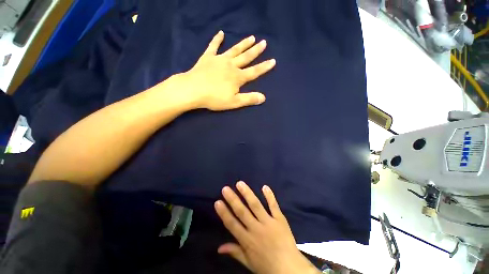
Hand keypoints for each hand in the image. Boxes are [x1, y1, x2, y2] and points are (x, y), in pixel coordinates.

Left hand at [178, 31, 275, 110]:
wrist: (193, 90)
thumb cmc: (215, 98)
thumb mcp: (234, 102)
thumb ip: (249, 99)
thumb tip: (263, 98)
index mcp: (238, 77)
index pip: (254, 71)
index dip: (264, 67)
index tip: (273, 61)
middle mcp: (231, 66)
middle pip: (246, 57)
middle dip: (256, 51)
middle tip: (264, 42)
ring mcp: (219, 60)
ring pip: (234, 50)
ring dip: (243, 44)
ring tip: (251, 37)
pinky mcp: (208, 58)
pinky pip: (213, 47)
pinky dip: (217, 40)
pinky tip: (220, 33)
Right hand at [215, 181, 320, 273]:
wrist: (290, 269)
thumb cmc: (267, 266)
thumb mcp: (249, 263)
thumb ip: (235, 252)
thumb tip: (219, 248)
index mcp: (247, 240)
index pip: (232, 224)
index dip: (224, 213)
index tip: (218, 202)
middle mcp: (256, 229)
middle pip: (242, 211)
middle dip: (233, 199)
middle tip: (226, 188)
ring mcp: (268, 222)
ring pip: (255, 205)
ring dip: (247, 193)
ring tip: (240, 183)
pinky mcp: (279, 219)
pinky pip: (273, 205)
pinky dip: (269, 196)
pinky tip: (264, 186)